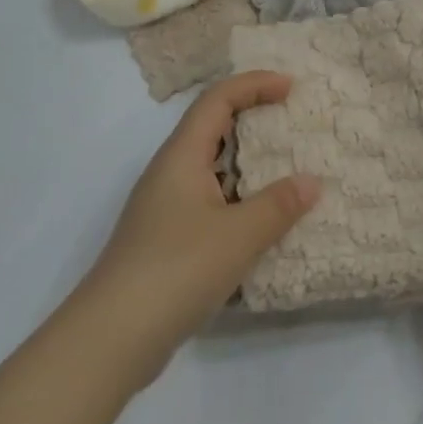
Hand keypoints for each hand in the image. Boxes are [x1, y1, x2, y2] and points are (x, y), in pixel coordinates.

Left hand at [74, 72, 320, 389]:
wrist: (110, 339)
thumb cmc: (176, 270)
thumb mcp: (238, 236)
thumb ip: (278, 206)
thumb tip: (312, 182)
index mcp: (181, 156)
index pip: (218, 99)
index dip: (254, 84)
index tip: (291, 88)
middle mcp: (169, 172)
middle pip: (212, 126)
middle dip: (252, 117)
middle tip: (292, 122)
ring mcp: (164, 207)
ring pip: (210, 167)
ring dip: (247, 162)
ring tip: (286, 170)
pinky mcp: (165, 239)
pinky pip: (209, 200)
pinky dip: (238, 198)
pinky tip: (260, 222)